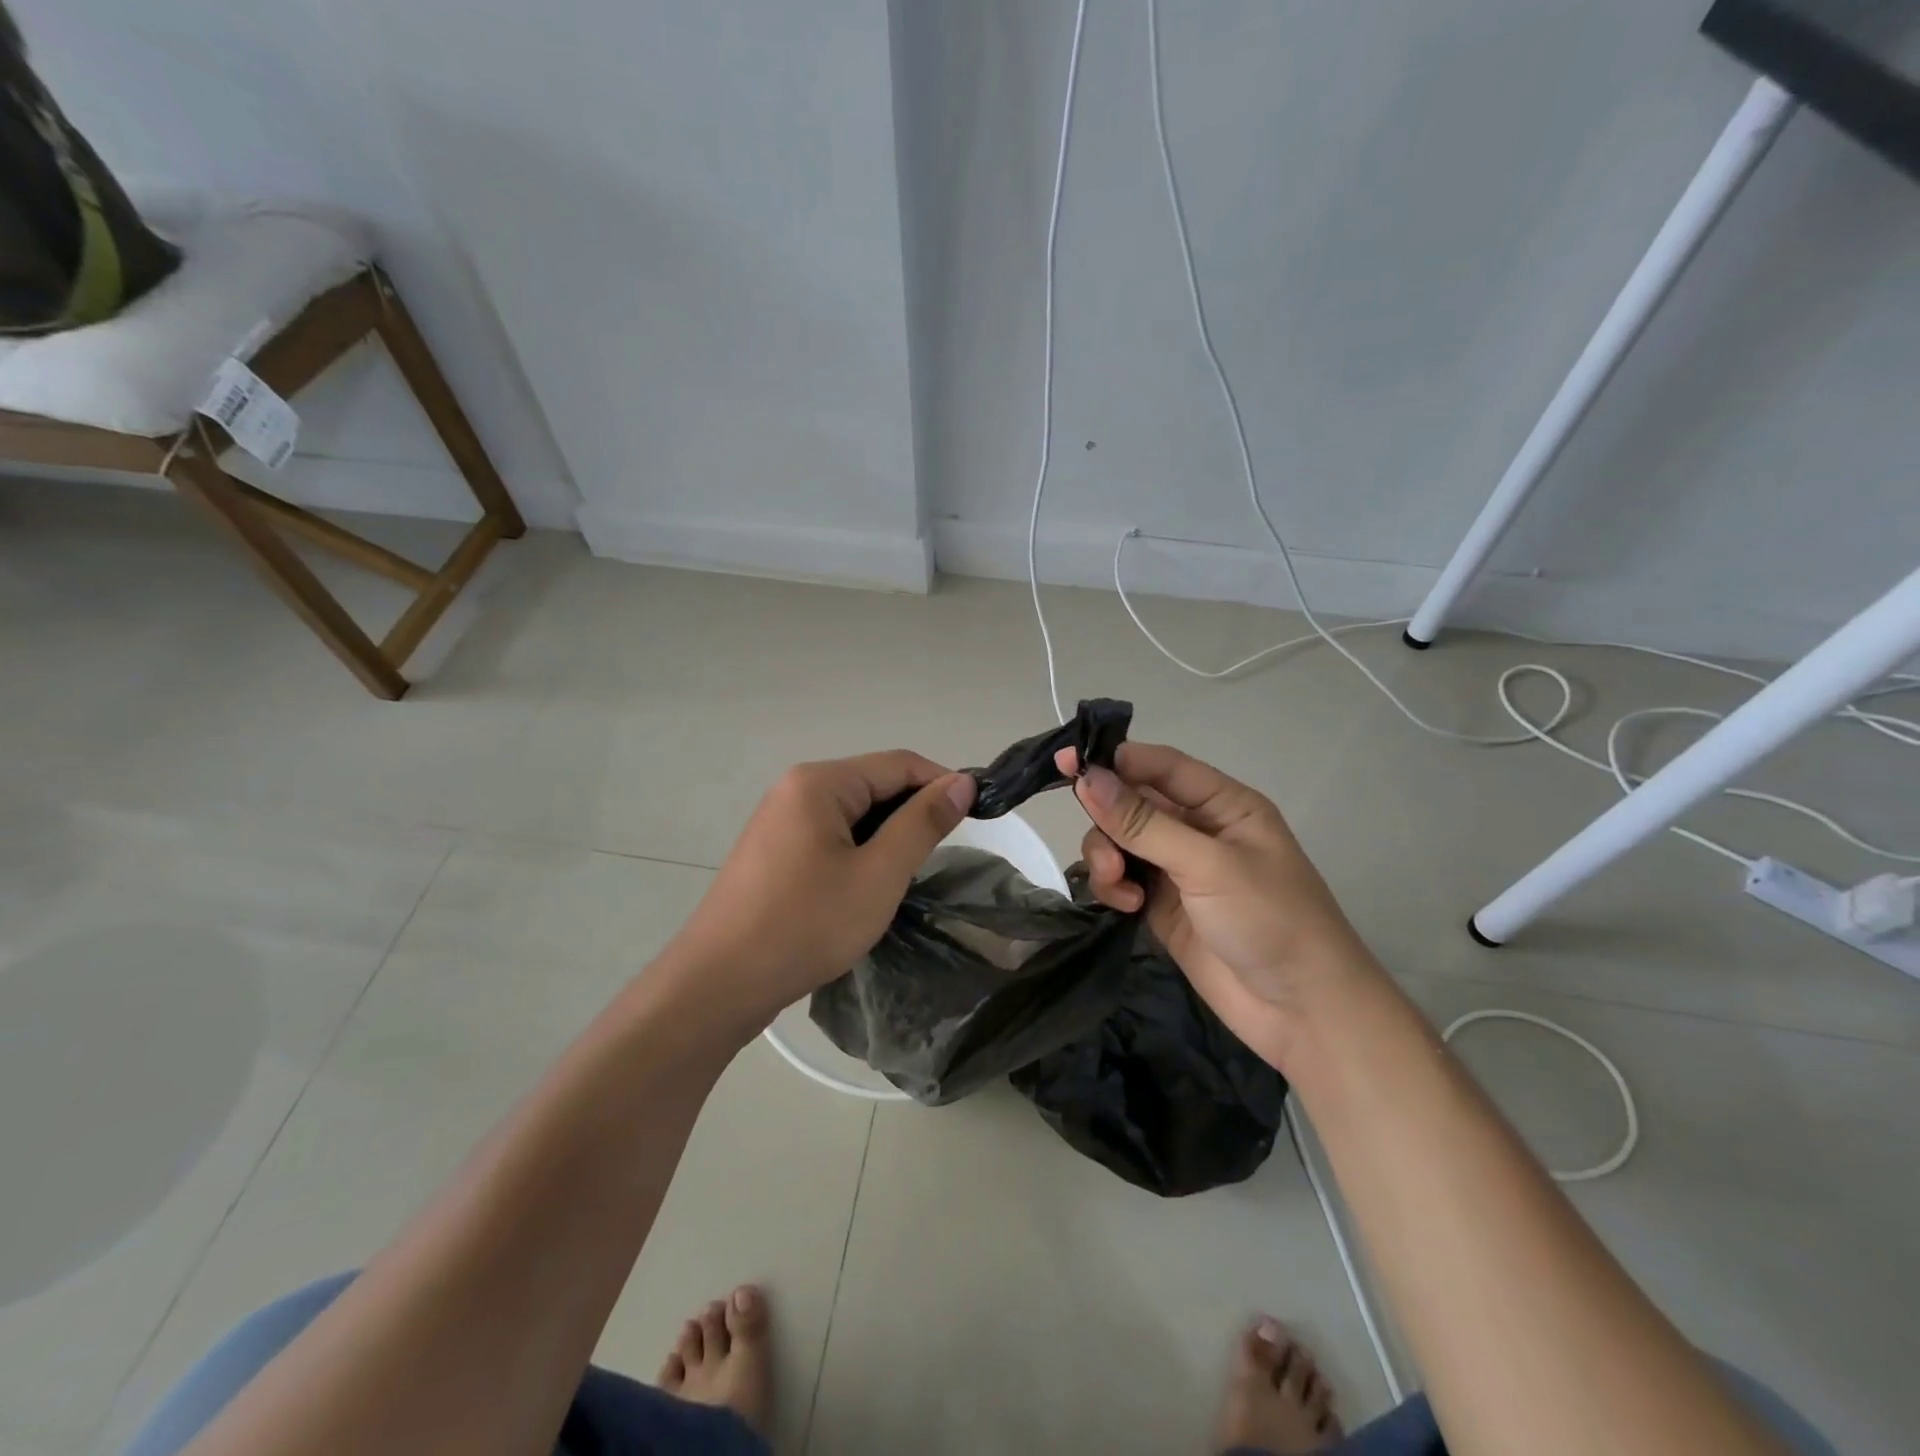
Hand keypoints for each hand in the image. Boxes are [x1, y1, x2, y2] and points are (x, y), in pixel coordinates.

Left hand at [667, 751, 975, 1032]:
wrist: (719, 984)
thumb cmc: (806, 925)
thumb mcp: (878, 874)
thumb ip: (922, 823)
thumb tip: (962, 781)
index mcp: (820, 782)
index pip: (899, 764)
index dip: (942, 783)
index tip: (978, 815)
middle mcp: (795, 789)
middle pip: (873, 784)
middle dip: (912, 813)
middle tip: (941, 856)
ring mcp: (778, 820)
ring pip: (852, 814)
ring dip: (886, 836)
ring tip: (907, 875)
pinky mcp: (772, 851)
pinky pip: (829, 836)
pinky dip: (859, 851)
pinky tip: (867, 885)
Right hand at [1059, 741, 1379, 1069]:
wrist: (1302, 1012)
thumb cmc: (1270, 920)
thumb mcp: (1208, 864)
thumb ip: (1144, 823)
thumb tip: (1087, 778)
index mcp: (1223, 804)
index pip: (1160, 765)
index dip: (1114, 759)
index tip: (1066, 763)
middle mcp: (1197, 829)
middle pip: (1132, 803)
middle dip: (1108, 821)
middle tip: (1104, 853)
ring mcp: (1178, 869)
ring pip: (1119, 842)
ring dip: (1108, 858)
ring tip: (1120, 886)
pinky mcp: (1162, 906)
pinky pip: (1121, 879)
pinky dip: (1114, 887)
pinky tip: (1127, 907)